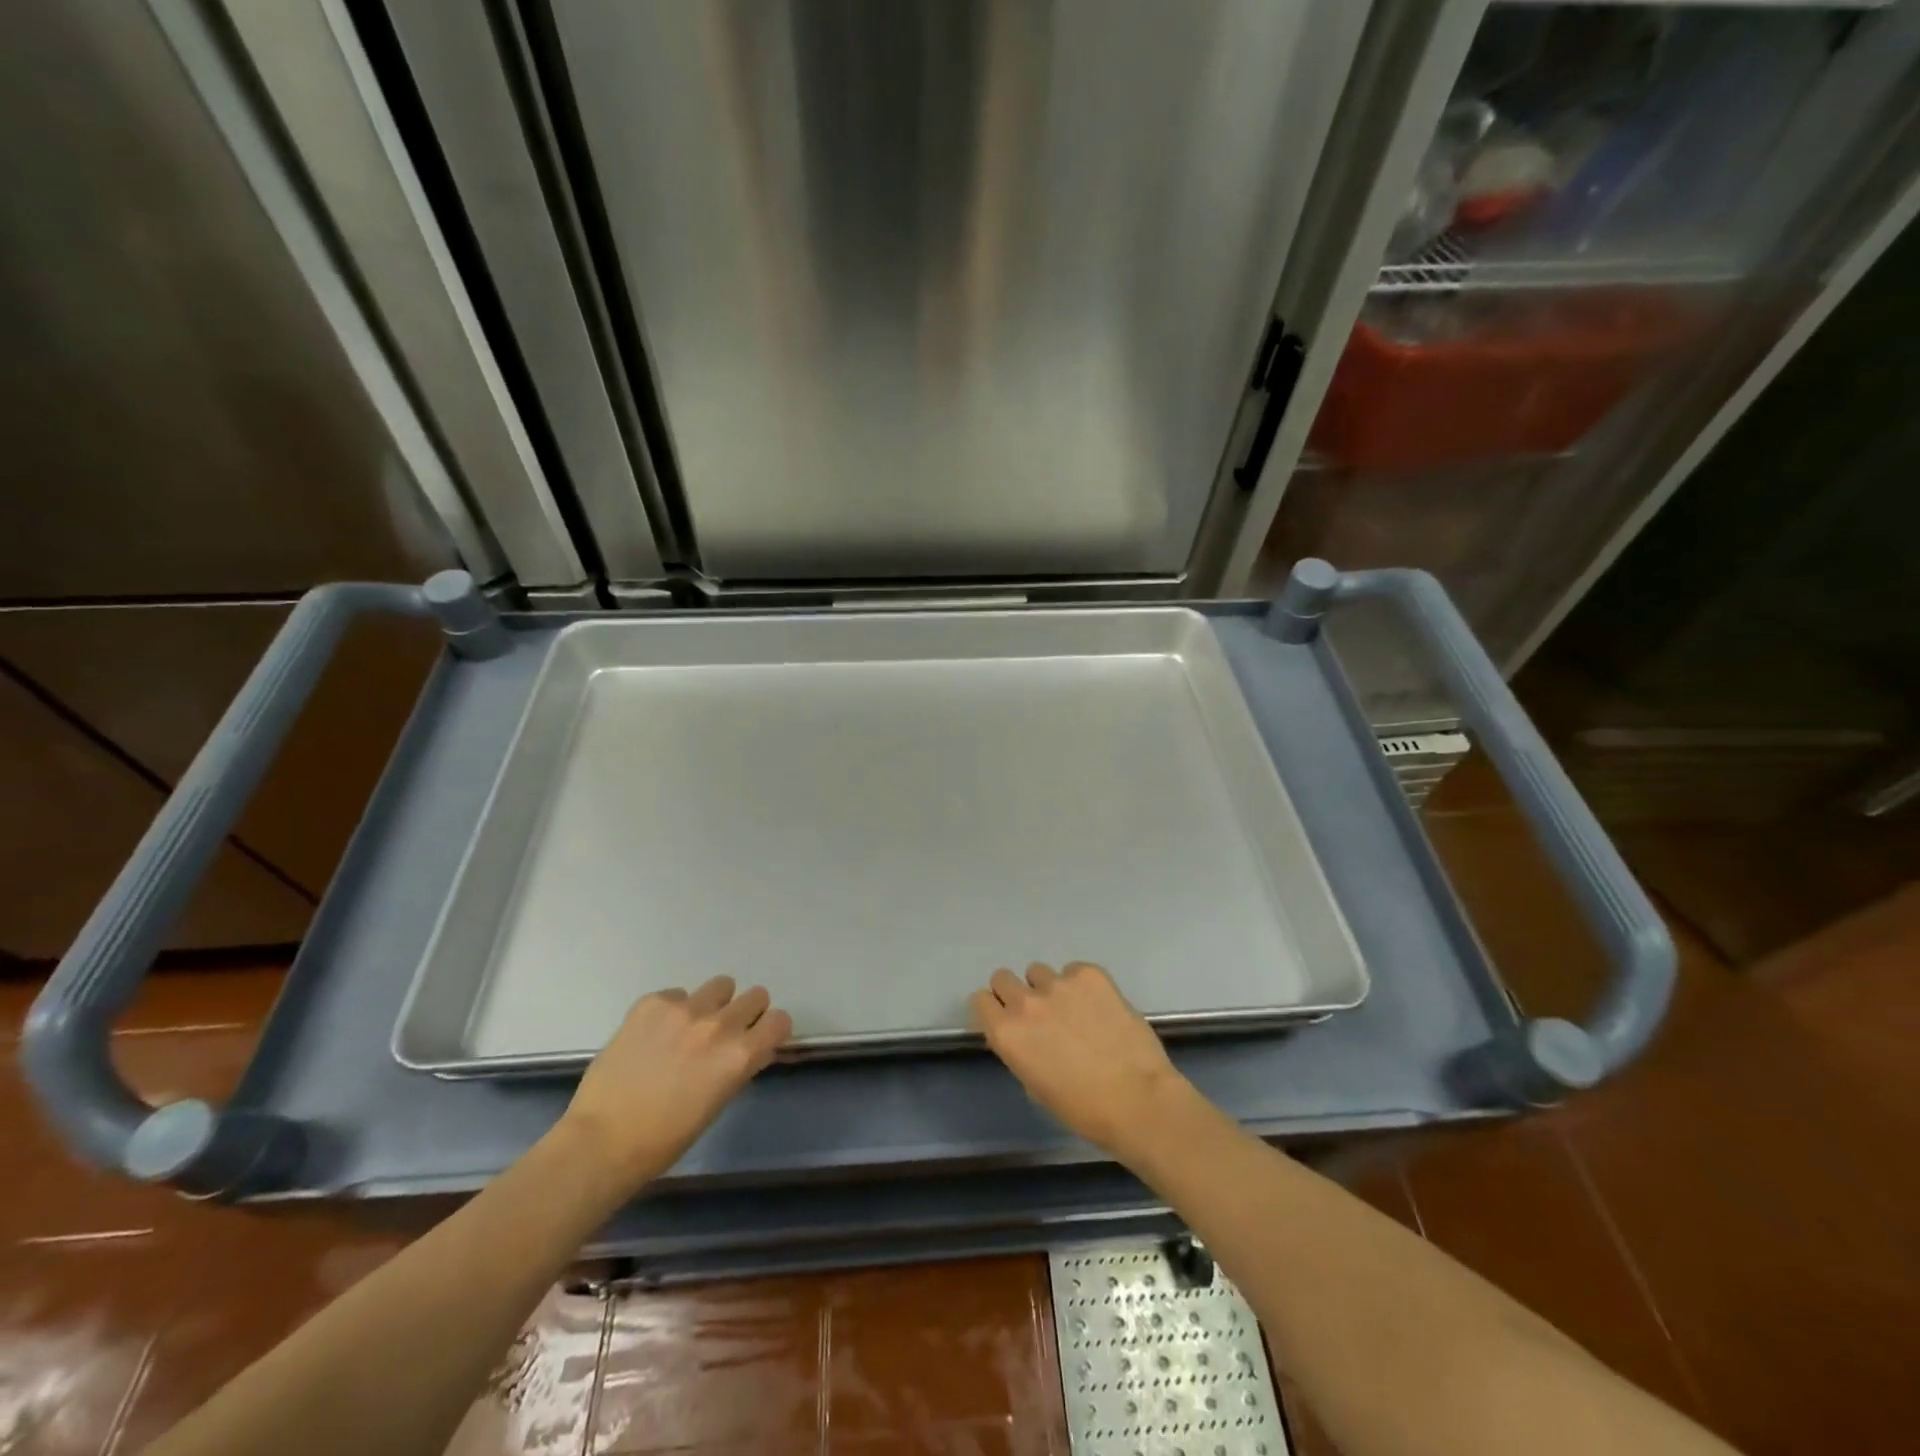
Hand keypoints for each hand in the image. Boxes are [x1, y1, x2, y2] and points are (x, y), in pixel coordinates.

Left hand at [561, 976, 790, 1188]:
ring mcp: (684, 1009)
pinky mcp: (652, 1003)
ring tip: (690, 1028)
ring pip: (721, 986)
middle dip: (746, 1014)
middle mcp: (719, 1024)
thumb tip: (751, 1047)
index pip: (780, 1020)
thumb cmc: (665, 1139)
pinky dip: (673, 1010)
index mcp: (740, 1055)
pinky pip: (677, 993)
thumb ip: (739, 1066)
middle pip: (756, 996)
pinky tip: (654, 1036)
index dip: (771, 1030)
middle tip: (724, 1035)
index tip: (759, 1039)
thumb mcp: (718, 1102)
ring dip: (714, 1004)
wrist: (601, 1140)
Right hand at [970, 962, 1194, 1157]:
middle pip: (1003, 977)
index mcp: (1006, 1033)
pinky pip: (1075, 970)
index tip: (1006, 1018)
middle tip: (1039, 1013)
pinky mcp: (1090, 974)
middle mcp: (1025, 1002)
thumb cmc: (1083, 1108)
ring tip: (1075, 1010)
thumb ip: (1021, 1049)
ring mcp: (1059, 983)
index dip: (993, 1009)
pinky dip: (1082, 985)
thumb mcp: (1035, 1084)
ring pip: (1039, 972)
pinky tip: (1099, 1007)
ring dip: (1049, 988)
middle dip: (1016, 992)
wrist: (1137, 1099)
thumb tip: (1027, 1035)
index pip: (980, 1000)